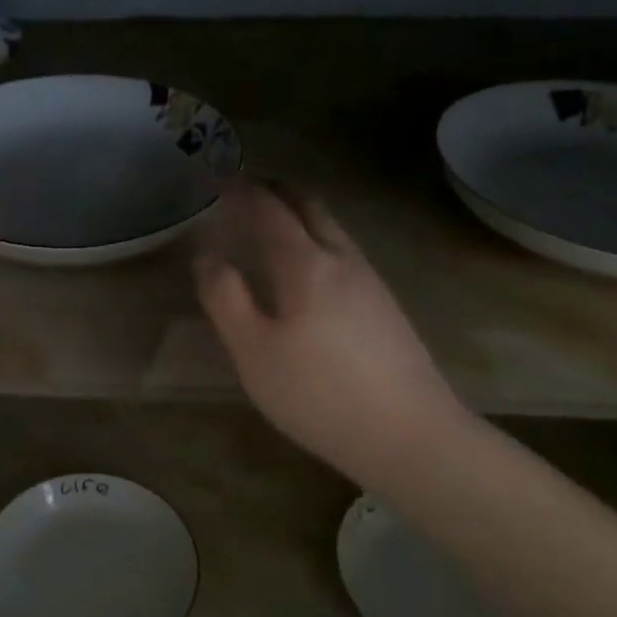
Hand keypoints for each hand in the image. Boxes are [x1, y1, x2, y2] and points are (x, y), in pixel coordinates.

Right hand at [194, 178, 467, 487]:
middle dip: (276, 193)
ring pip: (333, 230)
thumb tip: (207, 255)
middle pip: (310, 208)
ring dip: (301, 216)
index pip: (270, 210)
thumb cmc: (317, 394)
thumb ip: (225, 297)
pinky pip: (345, 254)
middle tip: (247, 192)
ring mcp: (371, 282)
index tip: (219, 180)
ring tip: (274, 227)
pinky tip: (311, 272)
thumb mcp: (253, 351)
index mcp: (306, 265)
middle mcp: (343, 260)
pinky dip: (318, 242)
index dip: (242, 191)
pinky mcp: (386, 308)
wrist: (409, 435)